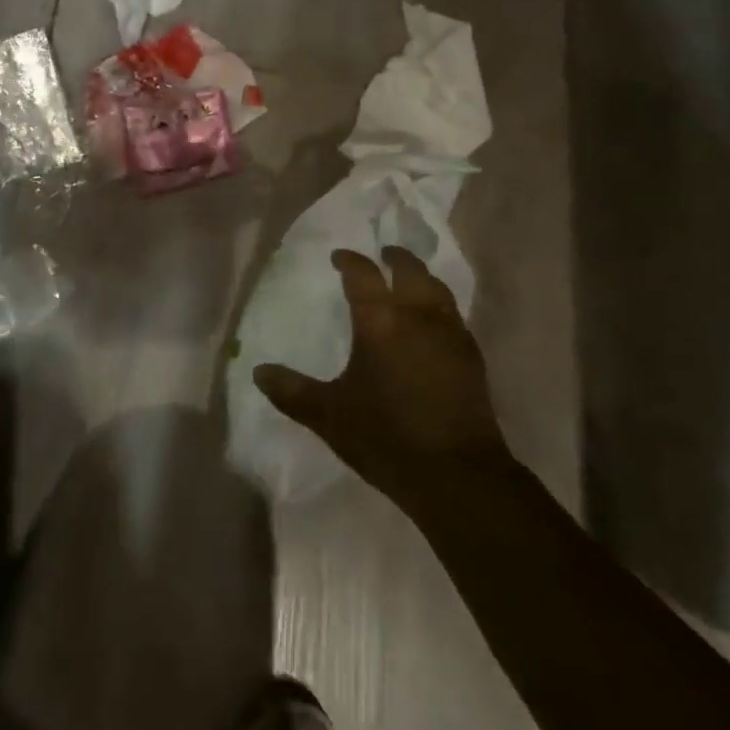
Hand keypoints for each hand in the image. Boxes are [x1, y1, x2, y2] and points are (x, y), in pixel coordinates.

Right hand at [255, 247, 510, 508]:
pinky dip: (439, 304)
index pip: (363, 274)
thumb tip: (258, 371)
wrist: (457, 474)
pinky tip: (434, 322)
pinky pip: (453, 313)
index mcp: (380, 321)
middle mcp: (417, 315)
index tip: (339, 257)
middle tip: (382, 255)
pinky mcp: (471, 355)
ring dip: (420, 277)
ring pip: (437, 287)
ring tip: (409, 280)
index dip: (349, 261)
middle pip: (409, 269)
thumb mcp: (329, 417)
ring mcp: (450, 332)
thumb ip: (293, 391)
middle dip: (393, 258)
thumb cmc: (386, 438)